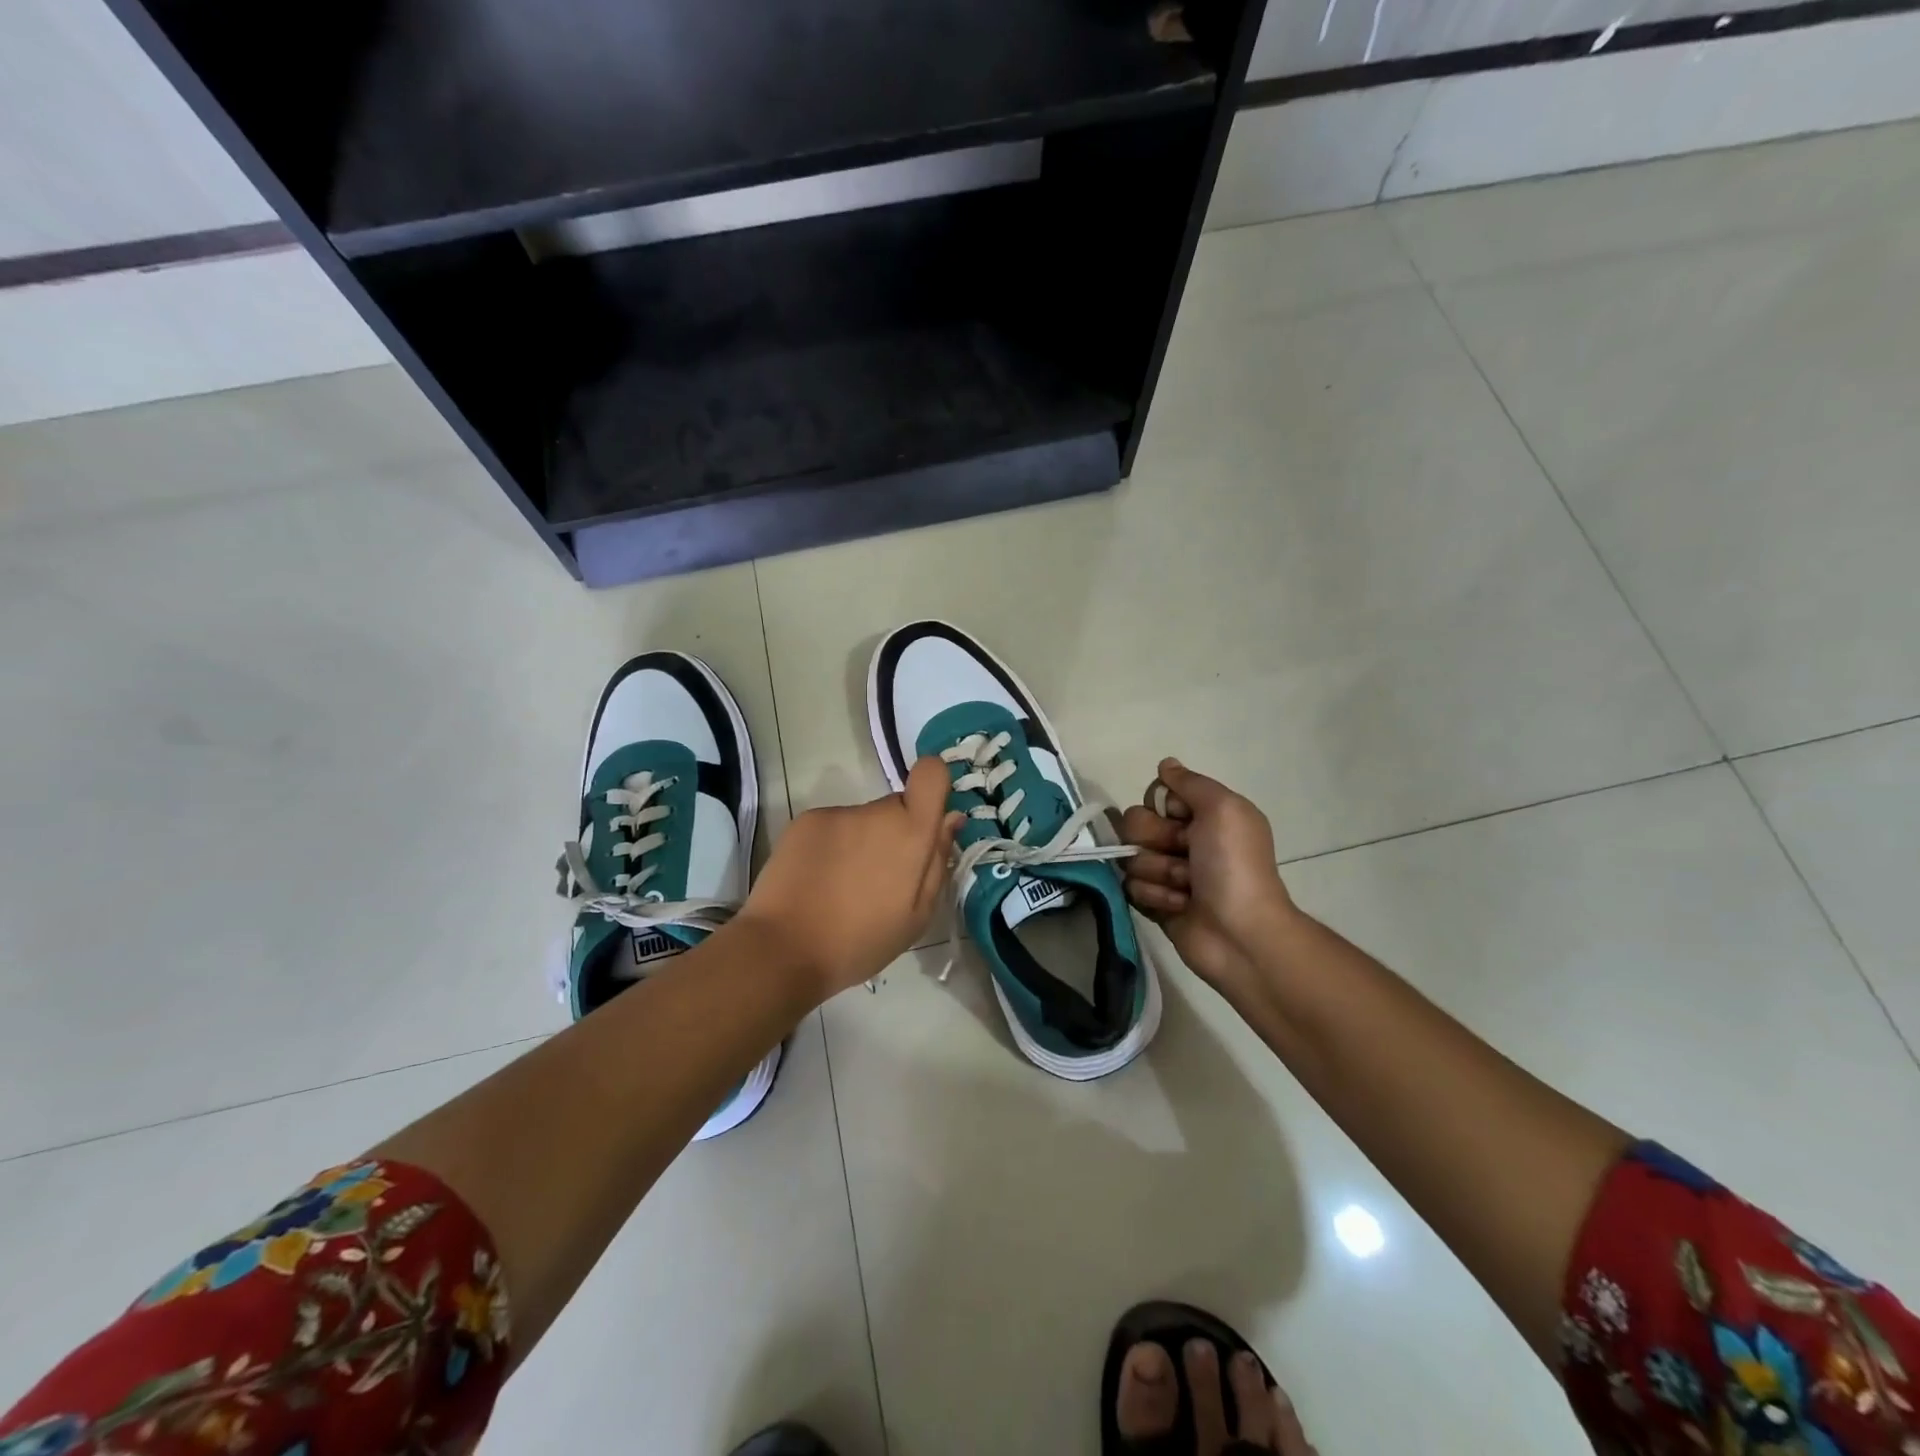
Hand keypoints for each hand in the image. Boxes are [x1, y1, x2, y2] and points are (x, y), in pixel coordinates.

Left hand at [737, 756, 962, 998]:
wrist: (784, 948)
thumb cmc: (861, 941)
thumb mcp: (917, 916)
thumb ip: (938, 861)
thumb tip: (951, 819)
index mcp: (911, 833)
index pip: (931, 773)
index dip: (933, 785)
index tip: (926, 818)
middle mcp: (876, 812)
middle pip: (896, 807)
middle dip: (895, 833)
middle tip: (879, 879)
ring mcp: (838, 814)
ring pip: (862, 821)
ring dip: (861, 843)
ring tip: (843, 887)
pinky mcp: (806, 820)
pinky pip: (832, 827)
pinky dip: (831, 847)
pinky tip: (818, 881)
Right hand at [1120, 758, 1298, 999]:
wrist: (1240, 933)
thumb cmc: (1235, 866)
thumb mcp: (1223, 809)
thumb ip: (1190, 783)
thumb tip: (1166, 764)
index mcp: (1203, 815)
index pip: (1156, 795)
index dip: (1164, 807)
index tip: (1186, 821)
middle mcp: (1182, 839)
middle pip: (1135, 823)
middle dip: (1157, 840)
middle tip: (1187, 856)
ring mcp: (1166, 871)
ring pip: (1130, 857)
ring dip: (1159, 872)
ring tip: (1187, 889)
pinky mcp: (1153, 901)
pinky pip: (1130, 887)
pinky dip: (1156, 897)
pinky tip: (1179, 906)